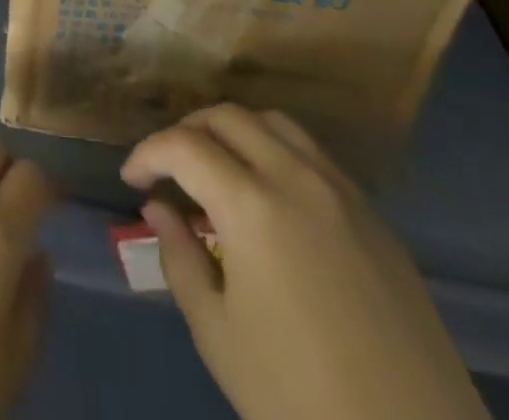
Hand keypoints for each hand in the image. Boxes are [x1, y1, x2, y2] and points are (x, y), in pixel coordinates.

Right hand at [122, 106, 489, 419]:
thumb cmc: (301, 400)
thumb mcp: (218, 335)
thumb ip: (179, 258)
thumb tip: (159, 208)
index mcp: (252, 205)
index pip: (183, 146)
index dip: (148, 153)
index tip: (131, 179)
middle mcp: (296, 178)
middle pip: (228, 117)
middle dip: (187, 131)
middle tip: (169, 168)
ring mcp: (343, 193)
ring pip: (275, 124)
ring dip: (235, 131)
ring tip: (217, 167)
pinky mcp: (376, 218)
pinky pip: (315, 156)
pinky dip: (277, 152)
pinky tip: (271, 196)